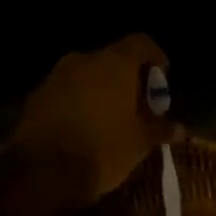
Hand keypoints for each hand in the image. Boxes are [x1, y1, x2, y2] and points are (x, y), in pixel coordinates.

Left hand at [12, 33, 179, 203]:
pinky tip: (84, 127)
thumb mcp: (139, 143)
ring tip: (112, 118)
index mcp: (114, 63)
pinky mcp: (37, 96)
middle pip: (113, 59)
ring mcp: (56, 76)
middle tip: (138, 104)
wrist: (41, 172)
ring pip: (87, 75)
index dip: (155, 58)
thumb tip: (178, 129)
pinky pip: (67, 91)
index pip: (141, 43)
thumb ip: (159, 129)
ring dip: (101, 90)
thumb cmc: (102, 149)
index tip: (162, 77)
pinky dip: (79, 102)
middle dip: (127, 79)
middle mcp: (84, 60)